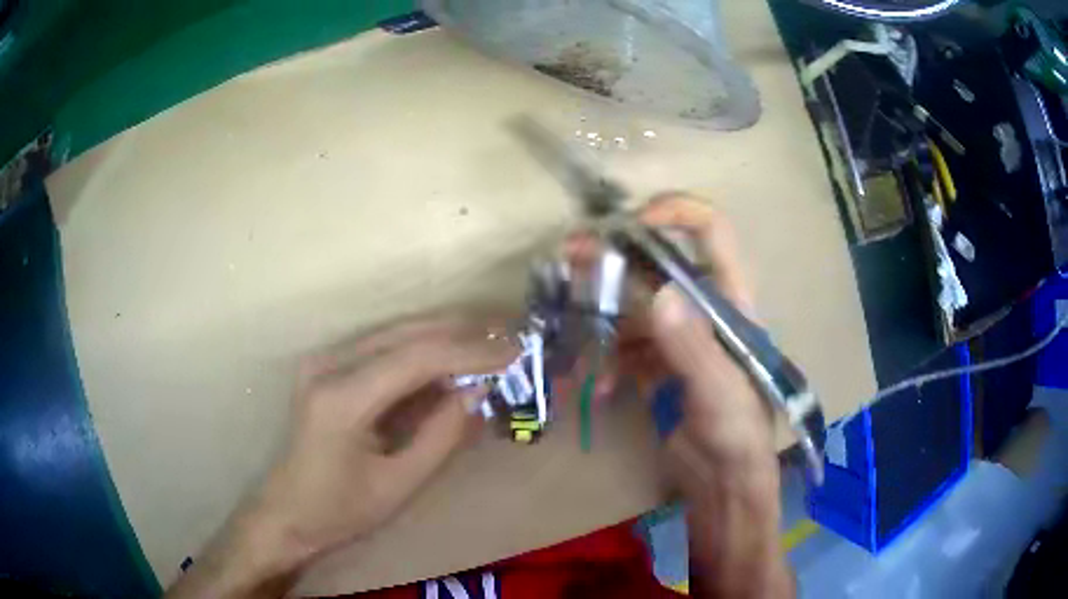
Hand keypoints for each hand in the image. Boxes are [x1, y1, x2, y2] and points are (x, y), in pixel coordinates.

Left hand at [167, 317, 516, 597]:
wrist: (288, 511)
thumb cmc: (341, 510)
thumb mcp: (400, 484)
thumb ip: (442, 435)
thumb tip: (478, 392)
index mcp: (342, 399)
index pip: (416, 357)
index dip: (470, 352)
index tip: (515, 352)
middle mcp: (329, 365)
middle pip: (406, 333)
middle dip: (462, 333)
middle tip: (509, 337)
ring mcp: (324, 361)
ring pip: (396, 334)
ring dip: (444, 337)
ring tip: (490, 343)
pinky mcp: (327, 368)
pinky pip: (383, 350)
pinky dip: (421, 353)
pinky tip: (450, 362)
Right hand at [570, 193, 792, 597]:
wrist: (723, 484)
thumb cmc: (738, 436)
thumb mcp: (722, 393)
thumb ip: (693, 347)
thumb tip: (661, 293)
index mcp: (732, 303)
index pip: (712, 233)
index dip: (677, 212)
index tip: (633, 223)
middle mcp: (705, 310)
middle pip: (659, 264)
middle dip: (616, 257)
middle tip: (570, 254)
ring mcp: (678, 338)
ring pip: (635, 305)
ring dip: (603, 315)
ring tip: (575, 332)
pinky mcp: (657, 365)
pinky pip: (625, 346)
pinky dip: (606, 359)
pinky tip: (595, 387)